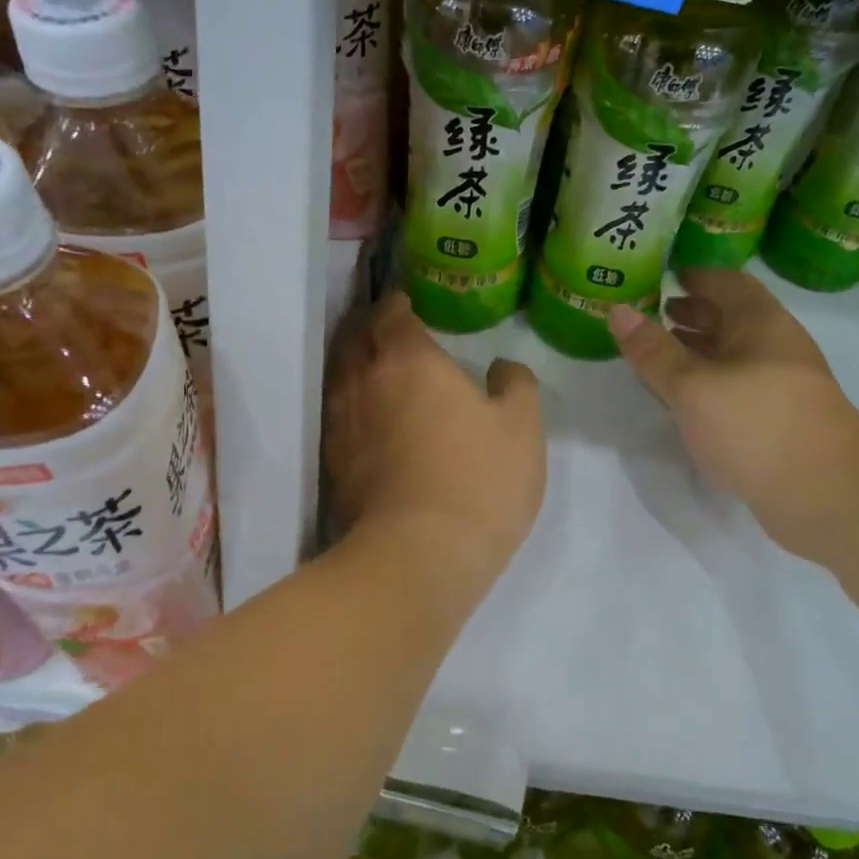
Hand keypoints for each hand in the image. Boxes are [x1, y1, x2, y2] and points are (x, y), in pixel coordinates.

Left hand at [326, 292, 545, 592]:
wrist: (421, 554)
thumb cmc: (479, 478)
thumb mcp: (522, 427)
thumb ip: (516, 384)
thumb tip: (501, 367)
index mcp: (409, 360)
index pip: (392, 314)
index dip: (398, 305)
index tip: (408, 304)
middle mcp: (365, 382)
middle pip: (355, 339)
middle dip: (369, 328)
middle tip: (389, 329)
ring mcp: (343, 424)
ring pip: (341, 378)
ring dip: (355, 365)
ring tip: (376, 368)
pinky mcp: (336, 464)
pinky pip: (339, 417)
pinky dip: (352, 406)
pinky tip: (369, 419)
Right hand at [608, 269, 858, 555]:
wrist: (827, 493)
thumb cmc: (756, 425)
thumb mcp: (692, 386)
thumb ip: (653, 350)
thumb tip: (617, 310)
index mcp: (760, 322)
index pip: (725, 281)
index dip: (694, 275)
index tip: (660, 275)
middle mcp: (774, 345)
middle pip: (730, 316)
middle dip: (691, 312)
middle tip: (651, 313)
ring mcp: (779, 384)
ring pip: (732, 353)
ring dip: (697, 349)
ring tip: (657, 353)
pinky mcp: (777, 419)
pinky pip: (735, 386)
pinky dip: (707, 382)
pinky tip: (684, 398)